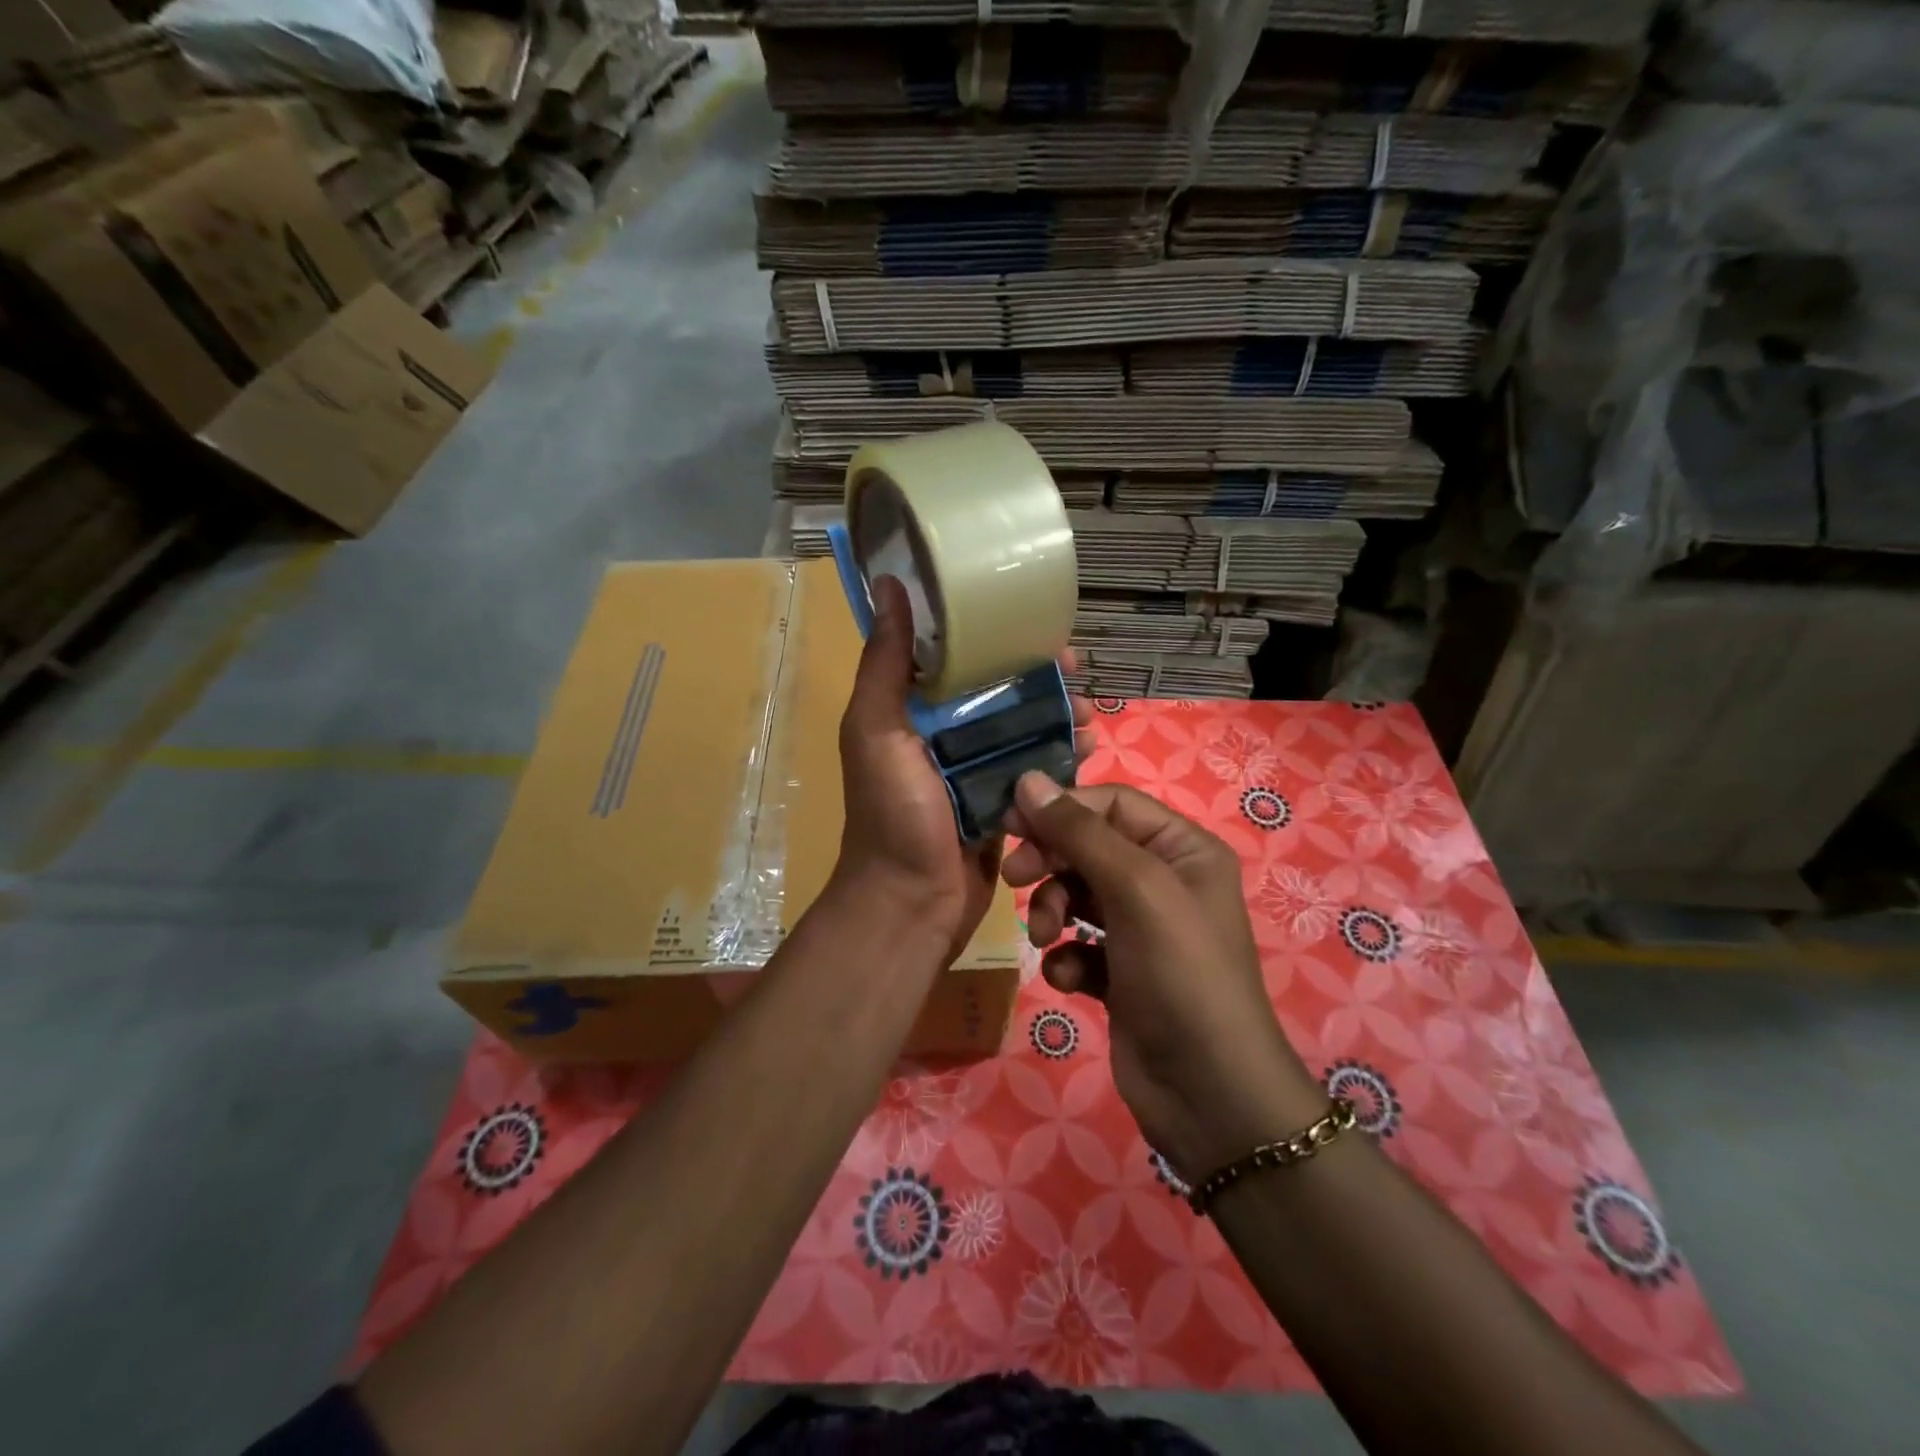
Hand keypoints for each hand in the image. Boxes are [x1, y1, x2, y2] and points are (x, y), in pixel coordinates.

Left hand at [835, 577, 1094, 960]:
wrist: (910, 904)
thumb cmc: (893, 814)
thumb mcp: (878, 731)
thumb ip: (886, 664)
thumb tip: (887, 584)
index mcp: (911, 711)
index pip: (960, 660)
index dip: (998, 640)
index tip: (1038, 631)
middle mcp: (943, 735)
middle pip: (1001, 693)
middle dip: (1040, 680)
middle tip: (1077, 675)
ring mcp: (975, 771)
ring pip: (1025, 729)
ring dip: (1059, 718)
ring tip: (1089, 720)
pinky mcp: (1001, 804)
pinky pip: (1035, 770)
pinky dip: (1060, 758)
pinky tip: (1087, 751)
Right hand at [1002, 774, 1327, 1179]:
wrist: (1209, 1094)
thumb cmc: (1180, 974)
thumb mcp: (1135, 889)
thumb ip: (1080, 832)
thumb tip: (1028, 778)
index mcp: (1182, 849)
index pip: (1109, 804)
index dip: (1060, 809)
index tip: (1010, 823)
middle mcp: (1164, 881)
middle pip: (1088, 847)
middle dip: (1051, 863)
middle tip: (1013, 878)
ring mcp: (1142, 929)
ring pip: (1077, 895)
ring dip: (1052, 911)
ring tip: (1046, 938)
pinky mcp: (1121, 972)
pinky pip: (1079, 944)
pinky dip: (1068, 957)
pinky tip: (1071, 980)